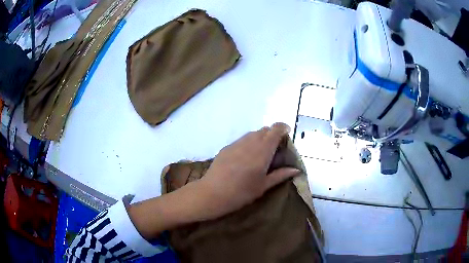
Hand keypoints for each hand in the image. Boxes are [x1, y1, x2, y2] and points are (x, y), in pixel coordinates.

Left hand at [127, 123, 299, 239]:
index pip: (275, 130)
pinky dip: (249, 143)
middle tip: (275, 149)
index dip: (282, 128)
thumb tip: (296, 170)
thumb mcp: (263, 186)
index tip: (286, 135)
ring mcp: (236, 143)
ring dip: (260, 138)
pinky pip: (242, 140)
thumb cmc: (241, 193)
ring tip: (261, 154)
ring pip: (252, 133)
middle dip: (272, 135)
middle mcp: (250, 142)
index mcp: (262, 151)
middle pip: (264, 130)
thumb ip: (281, 175)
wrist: (212, 193)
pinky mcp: (226, 147)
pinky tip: (246, 157)